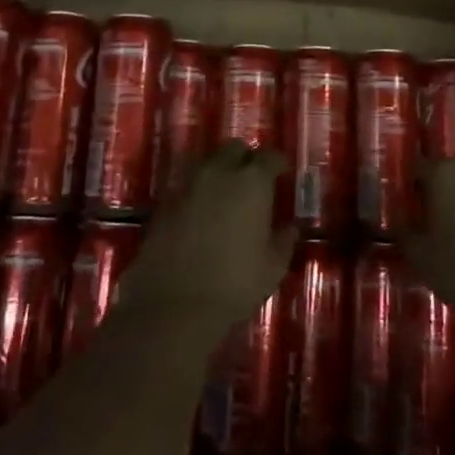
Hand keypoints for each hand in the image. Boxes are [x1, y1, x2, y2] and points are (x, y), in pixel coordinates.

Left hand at [118, 145, 292, 335]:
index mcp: (251, 183)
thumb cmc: (234, 285)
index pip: (269, 157)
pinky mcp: (163, 203)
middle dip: (245, 159)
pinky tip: (201, 212)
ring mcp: (187, 185)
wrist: (173, 306)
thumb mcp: (272, 267)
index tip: (282, 173)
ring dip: (219, 171)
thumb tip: (290, 227)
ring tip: (225, 194)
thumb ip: (284, 241)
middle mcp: (218, 173)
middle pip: (233, 148)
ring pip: (206, 162)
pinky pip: (186, 185)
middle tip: (252, 180)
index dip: (277, 163)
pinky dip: (197, 191)